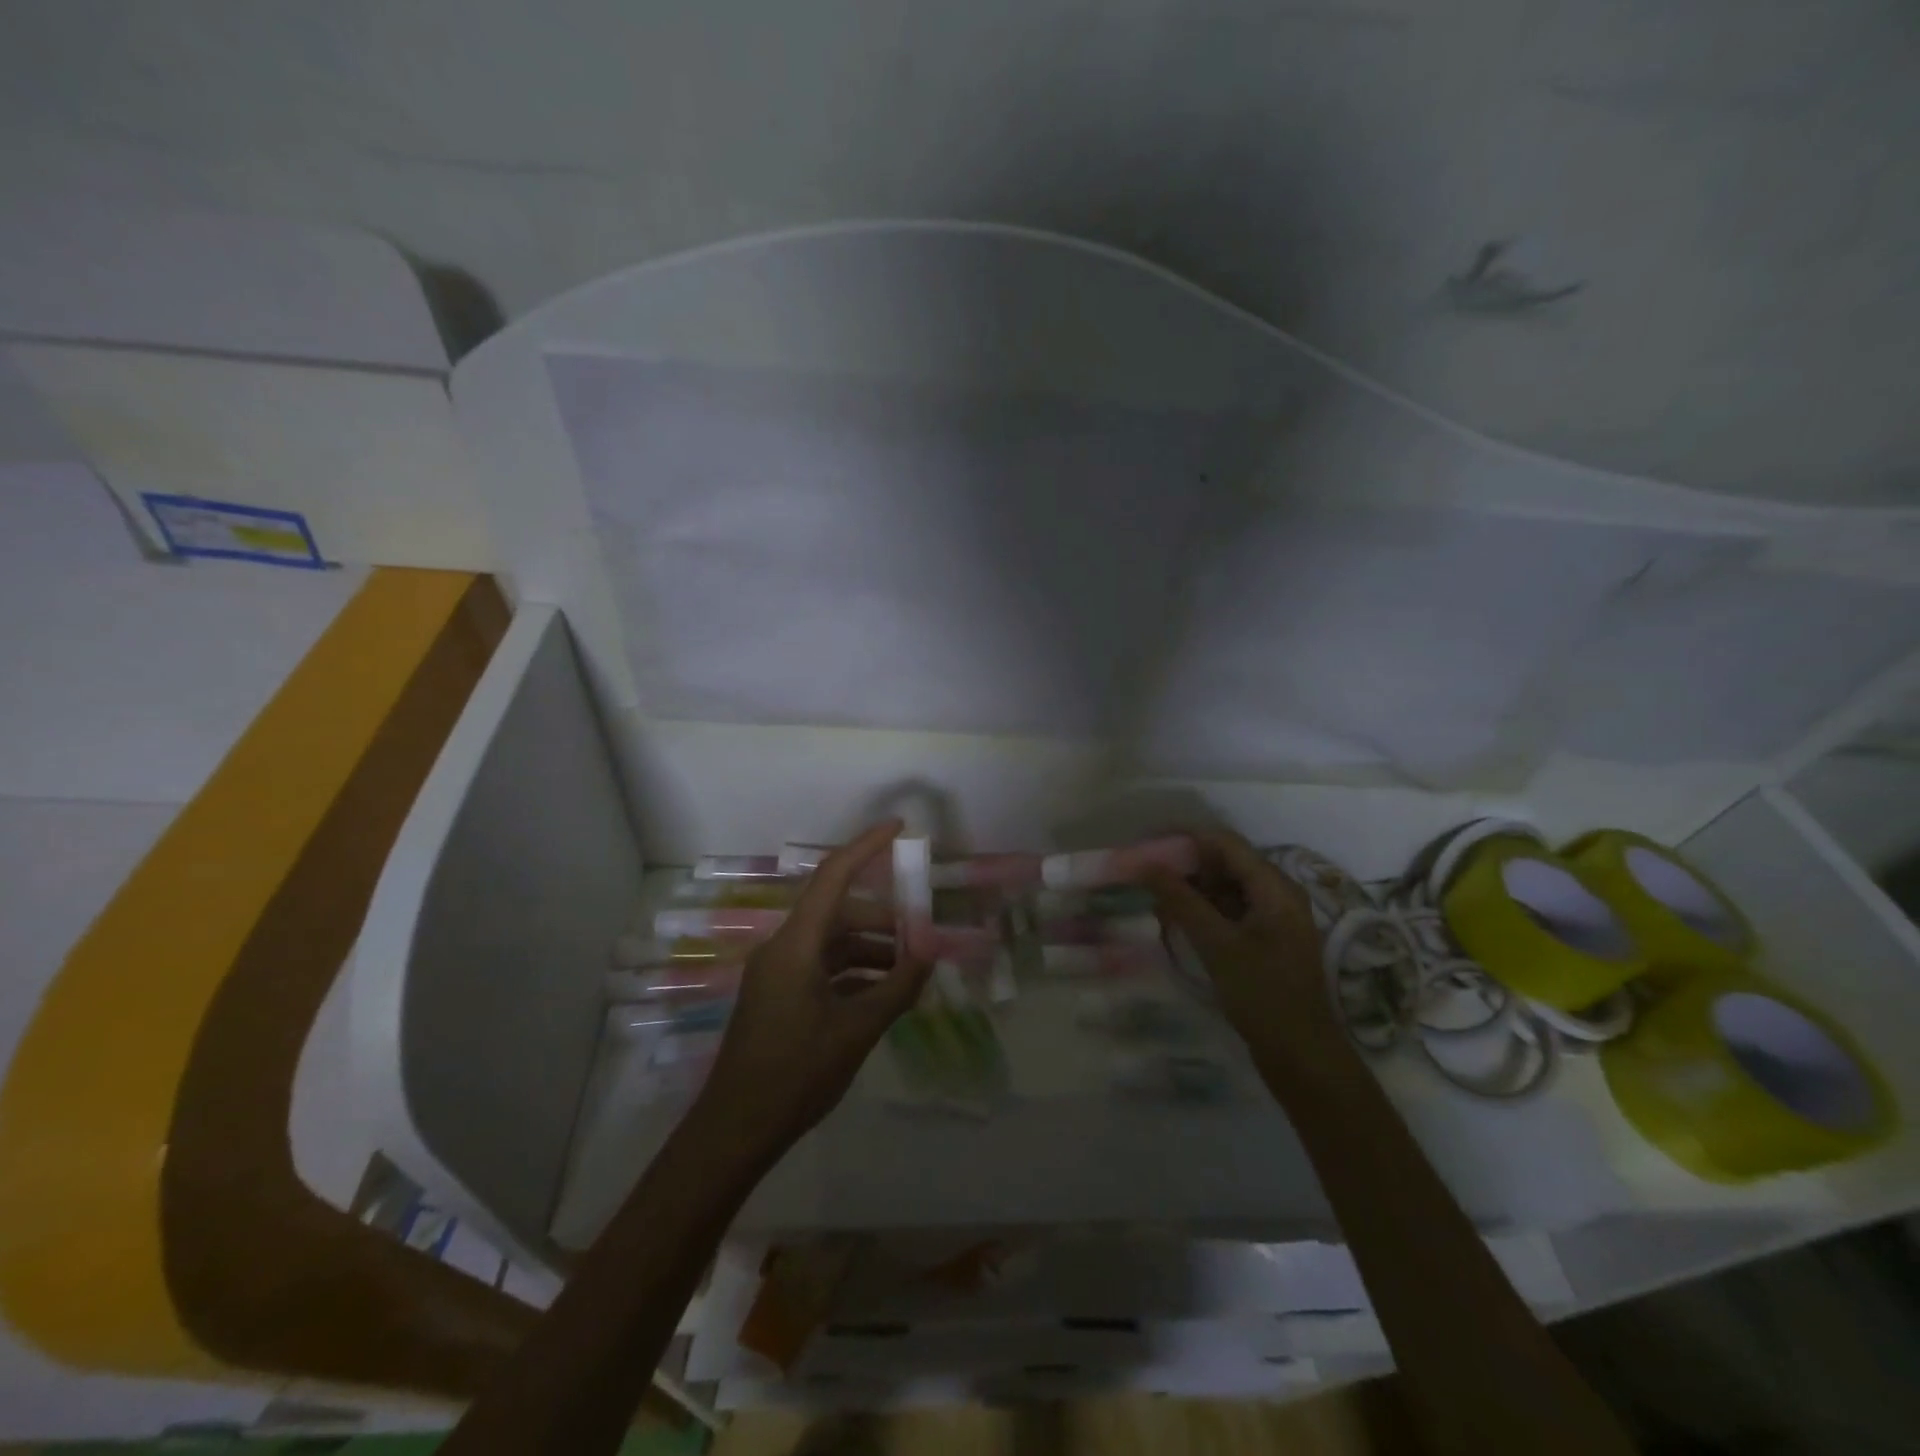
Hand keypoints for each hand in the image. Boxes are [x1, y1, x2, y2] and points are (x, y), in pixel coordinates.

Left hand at [691, 819, 932, 1159]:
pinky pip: (823, 968)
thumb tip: (930, 950)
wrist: (735, 1131)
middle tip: (923, 936)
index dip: (866, 846)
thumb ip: (898, 986)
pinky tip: (884, 994)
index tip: (899, 828)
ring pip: (833, 943)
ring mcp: (779, 973)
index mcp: (796, 944)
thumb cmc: (795, 1075)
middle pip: (839, 913)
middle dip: (884, 919)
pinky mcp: (779, 996)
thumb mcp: (856, 1030)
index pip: (833, 876)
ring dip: (872, 950)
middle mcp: (784, 947)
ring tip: (910, 971)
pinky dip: (855, 973)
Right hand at [1146, 828, 1349, 1082]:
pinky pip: (1227, 910)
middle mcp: (1276, 894)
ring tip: (1150, 894)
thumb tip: (1144, 864)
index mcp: (1275, 887)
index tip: (1144, 843)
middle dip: (1182, 863)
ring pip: (1223, 887)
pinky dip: (1200, 909)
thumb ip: (1181, 901)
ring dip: (1188, 887)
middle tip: (1141, 870)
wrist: (1302, 1057)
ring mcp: (1270, 918)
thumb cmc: (1263, 995)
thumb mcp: (1217, 945)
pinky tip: (1172, 919)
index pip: (1224, 842)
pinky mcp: (1262, 940)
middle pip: (1223, 862)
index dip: (1183, 837)